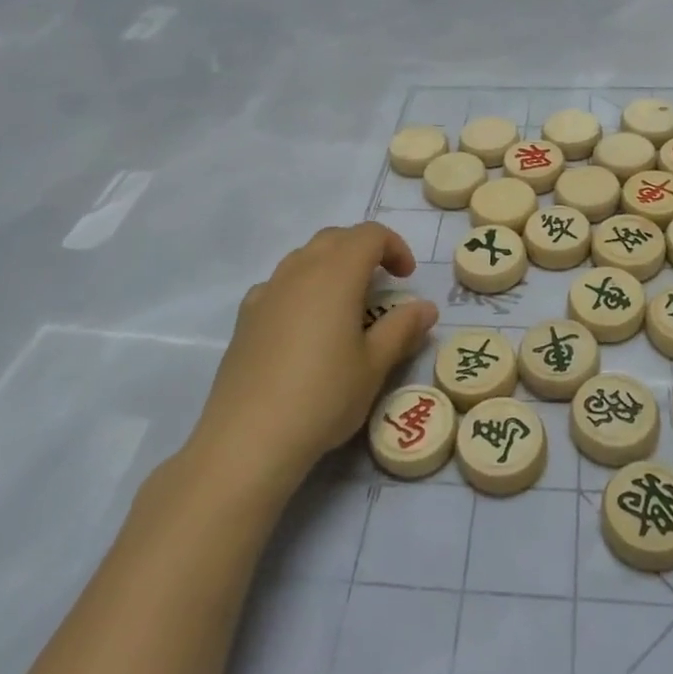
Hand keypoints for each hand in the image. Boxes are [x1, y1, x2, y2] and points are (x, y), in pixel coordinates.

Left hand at [190, 223, 438, 493]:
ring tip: (346, 304)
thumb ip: (402, 329)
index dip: (394, 246)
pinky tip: (305, 325)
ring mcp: (267, 291)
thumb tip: (426, 307)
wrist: (249, 438)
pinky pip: (280, 284)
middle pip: (335, 238)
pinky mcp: (246, 317)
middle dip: (363, 250)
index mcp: (336, 274)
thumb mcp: (374, 365)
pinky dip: (301, 288)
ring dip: (331, 265)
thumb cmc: (323, 396)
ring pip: (304, 257)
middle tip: (382, 283)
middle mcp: (299, 271)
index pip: (369, 235)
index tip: (406, 278)